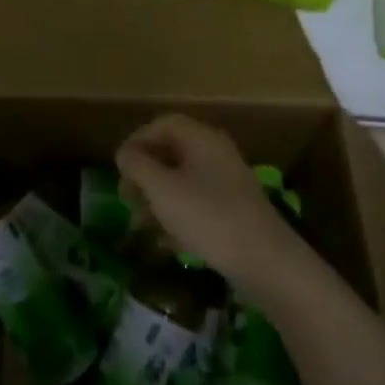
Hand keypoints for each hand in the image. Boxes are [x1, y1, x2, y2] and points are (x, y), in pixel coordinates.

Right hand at [116, 115, 312, 302]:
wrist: (264, 260)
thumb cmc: (207, 216)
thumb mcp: (162, 188)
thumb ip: (137, 165)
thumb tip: (124, 153)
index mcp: (202, 139)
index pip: (163, 125)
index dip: (137, 140)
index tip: (119, 167)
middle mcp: (217, 154)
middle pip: (171, 153)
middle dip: (144, 174)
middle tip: (126, 198)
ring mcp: (228, 183)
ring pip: (182, 181)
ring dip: (157, 199)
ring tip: (141, 225)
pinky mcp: (234, 210)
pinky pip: (197, 204)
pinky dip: (178, 217)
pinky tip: (166, 243)